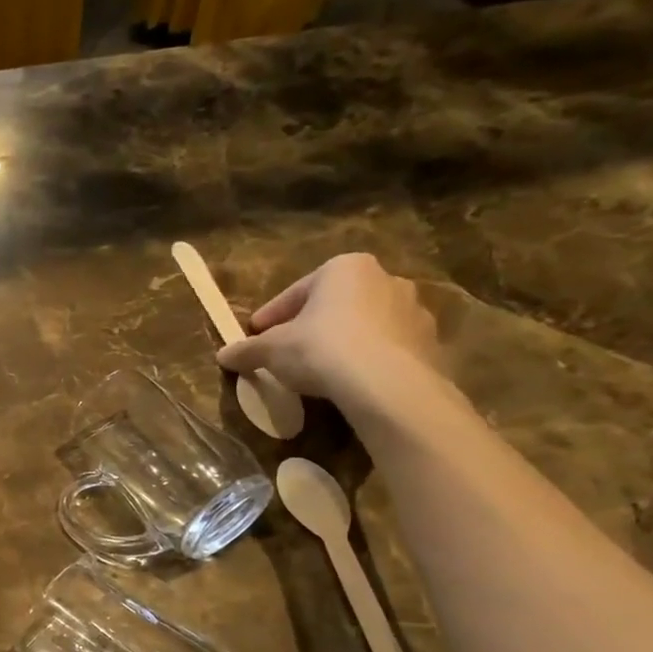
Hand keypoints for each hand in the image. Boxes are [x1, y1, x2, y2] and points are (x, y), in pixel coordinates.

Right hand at [215, 253, 442, 409]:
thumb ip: (247, 350)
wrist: (385, 383)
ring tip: (320, 370)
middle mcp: (385, 278)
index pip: (296, 292)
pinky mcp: (429, 342)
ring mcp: (413, 310)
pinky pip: (386, 347)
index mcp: (344, 268)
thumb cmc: (321, 349)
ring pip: (364, 324)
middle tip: (287, 351)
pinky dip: (367, 359)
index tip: (256, 336)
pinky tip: (350, 381)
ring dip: (342, 341)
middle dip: (310, 325)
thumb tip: (223, 355)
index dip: (271, 316)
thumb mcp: (271, 350)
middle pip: (334, 304)